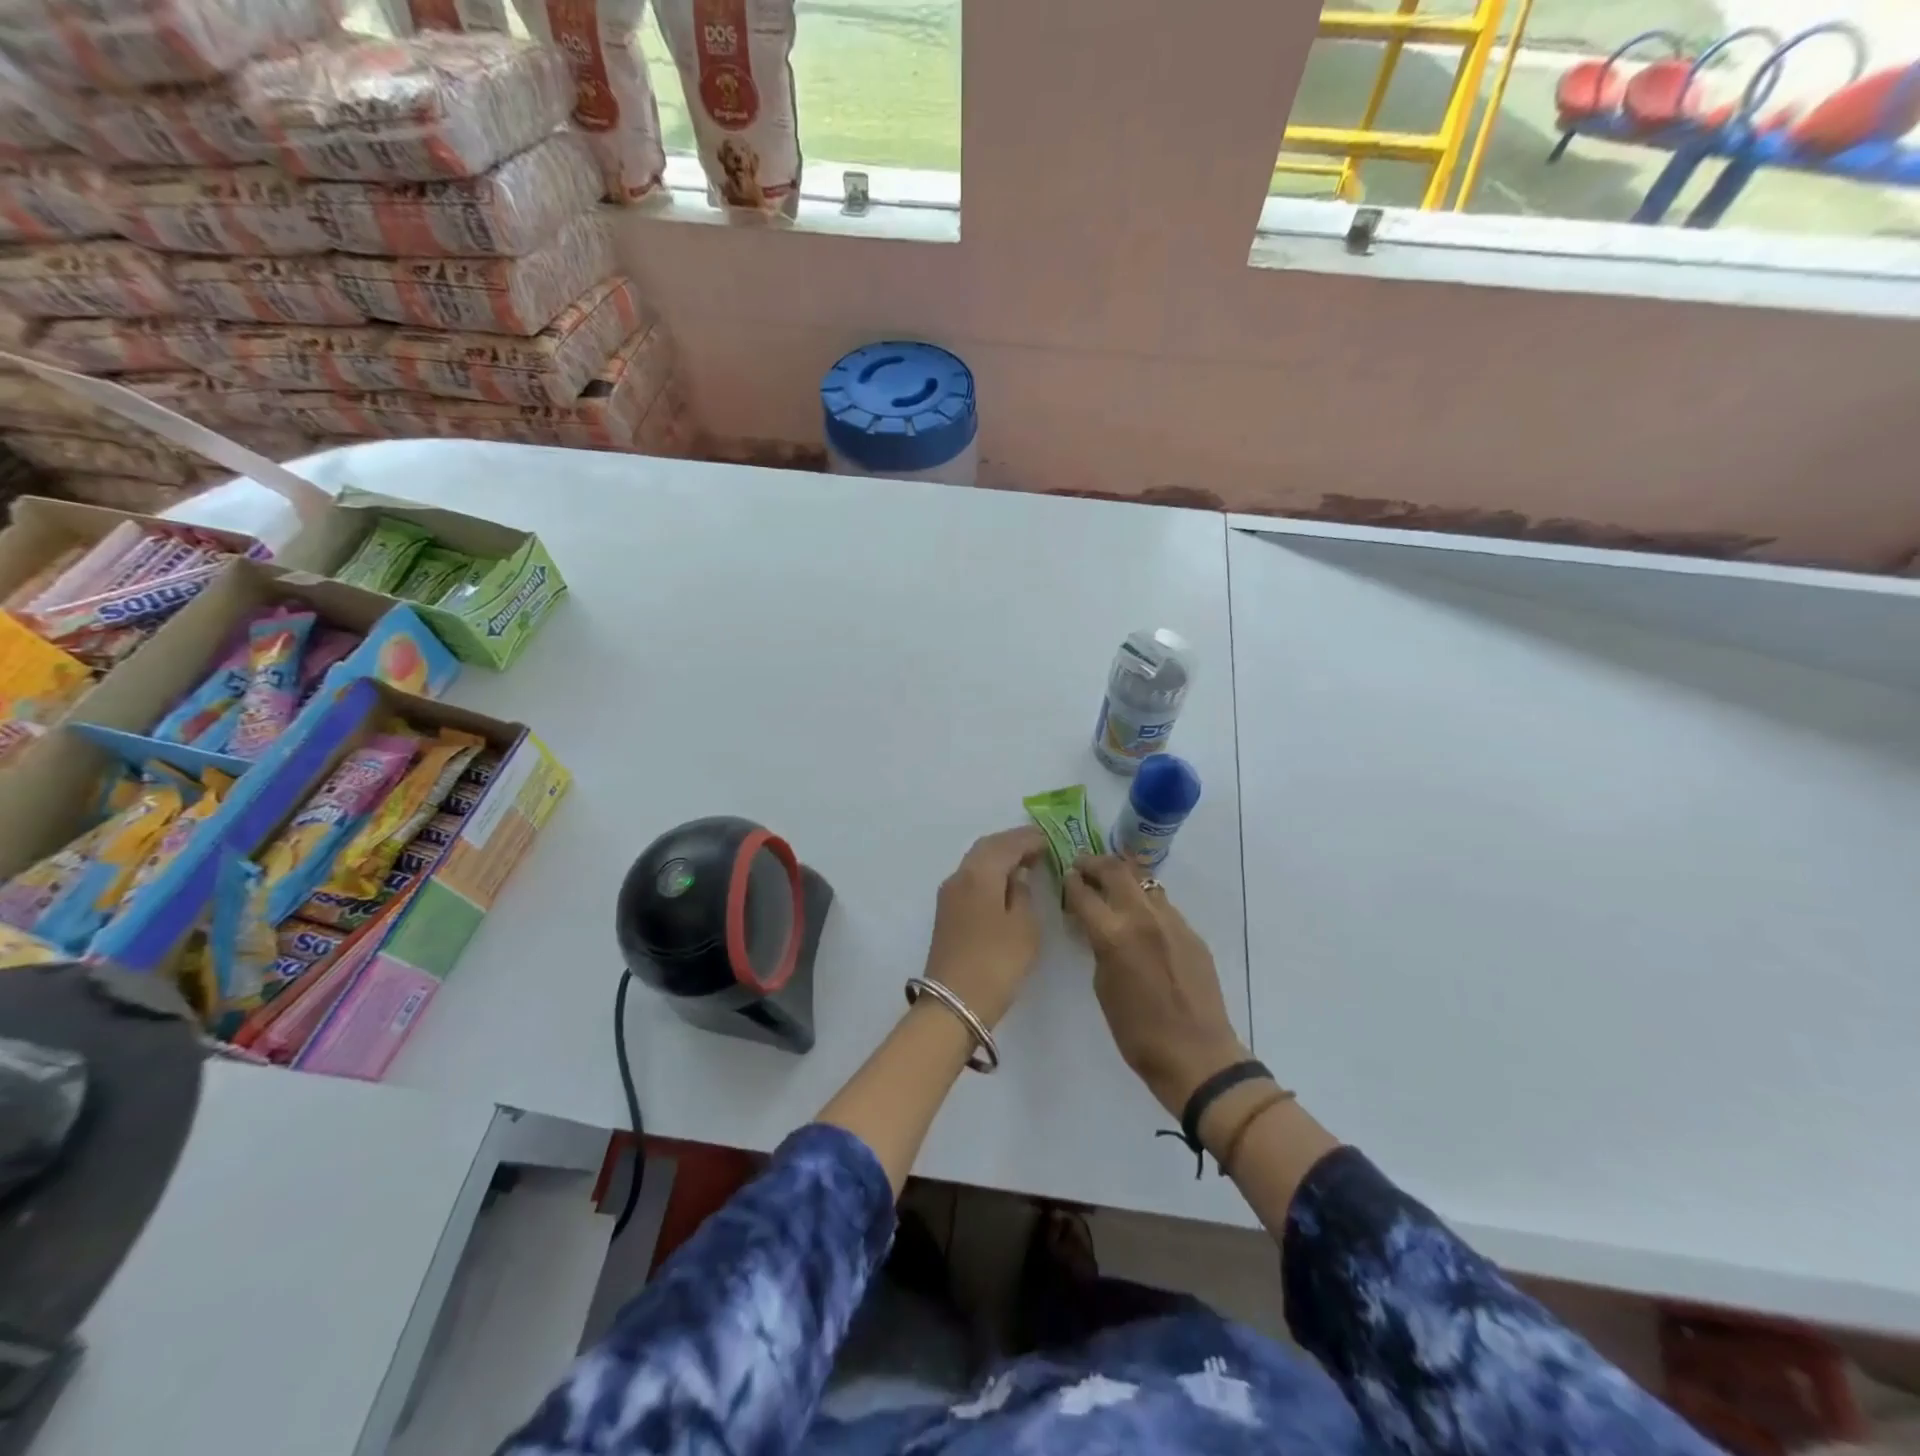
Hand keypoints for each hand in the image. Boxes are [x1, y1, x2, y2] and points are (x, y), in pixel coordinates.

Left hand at [922, 826, 1047, 1027]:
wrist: (954, 1003)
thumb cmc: (997, 962)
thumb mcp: (1024, 927)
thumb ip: (1022, 894)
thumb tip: (1016, 877)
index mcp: (980, 874)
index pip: (1006, 844)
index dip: (1028, 839)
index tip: (1048, 840)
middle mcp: (960, 876)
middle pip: (986, 847)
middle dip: (1012, 843)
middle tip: (1038, 846)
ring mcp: (949, 894)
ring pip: (976, 862)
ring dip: (999, 857)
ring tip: (1025, 862)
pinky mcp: (947, 912)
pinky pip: (971, 878)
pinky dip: (990, 872)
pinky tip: (1005, 883)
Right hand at [1064, 856, 1246, 1116]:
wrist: (1197, 1055)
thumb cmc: (1137, 1032)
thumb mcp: (1103, 987)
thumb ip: (1099, 948)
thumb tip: (1099, 929)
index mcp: (1114, 934)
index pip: (1084, 893)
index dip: (1071, 882)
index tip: (1066, 877)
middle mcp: (1143, 917)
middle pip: (1116, 870)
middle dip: (1095, 864)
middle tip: (1083, 866)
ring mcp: (1172, 922)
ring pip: (1144, 884)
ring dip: (1124, 880)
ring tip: (1112, 889)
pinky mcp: (1192, 933)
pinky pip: (1164, 906)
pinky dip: (1146, 904)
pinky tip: (1142, 921)